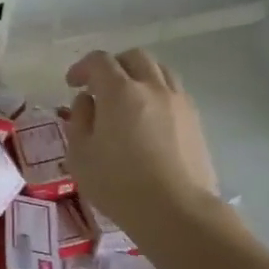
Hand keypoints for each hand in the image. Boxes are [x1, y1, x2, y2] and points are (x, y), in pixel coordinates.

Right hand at [63, 49, 220, 235]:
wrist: (176, 211)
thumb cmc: (118, 184)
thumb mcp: (80, 155)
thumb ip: (79, 120)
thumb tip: (87, 101)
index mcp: (120, 92)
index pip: (99, 61)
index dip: (82, 67)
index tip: (72, 84)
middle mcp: (152, 87)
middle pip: (134, 57)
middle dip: (113, 65)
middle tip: (99, 87)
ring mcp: (179, 102)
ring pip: (159, 70)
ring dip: (139, 76)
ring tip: (128, 99)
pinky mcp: (195, 120)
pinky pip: (174, 91)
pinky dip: (157, 93)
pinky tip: (149, 118)